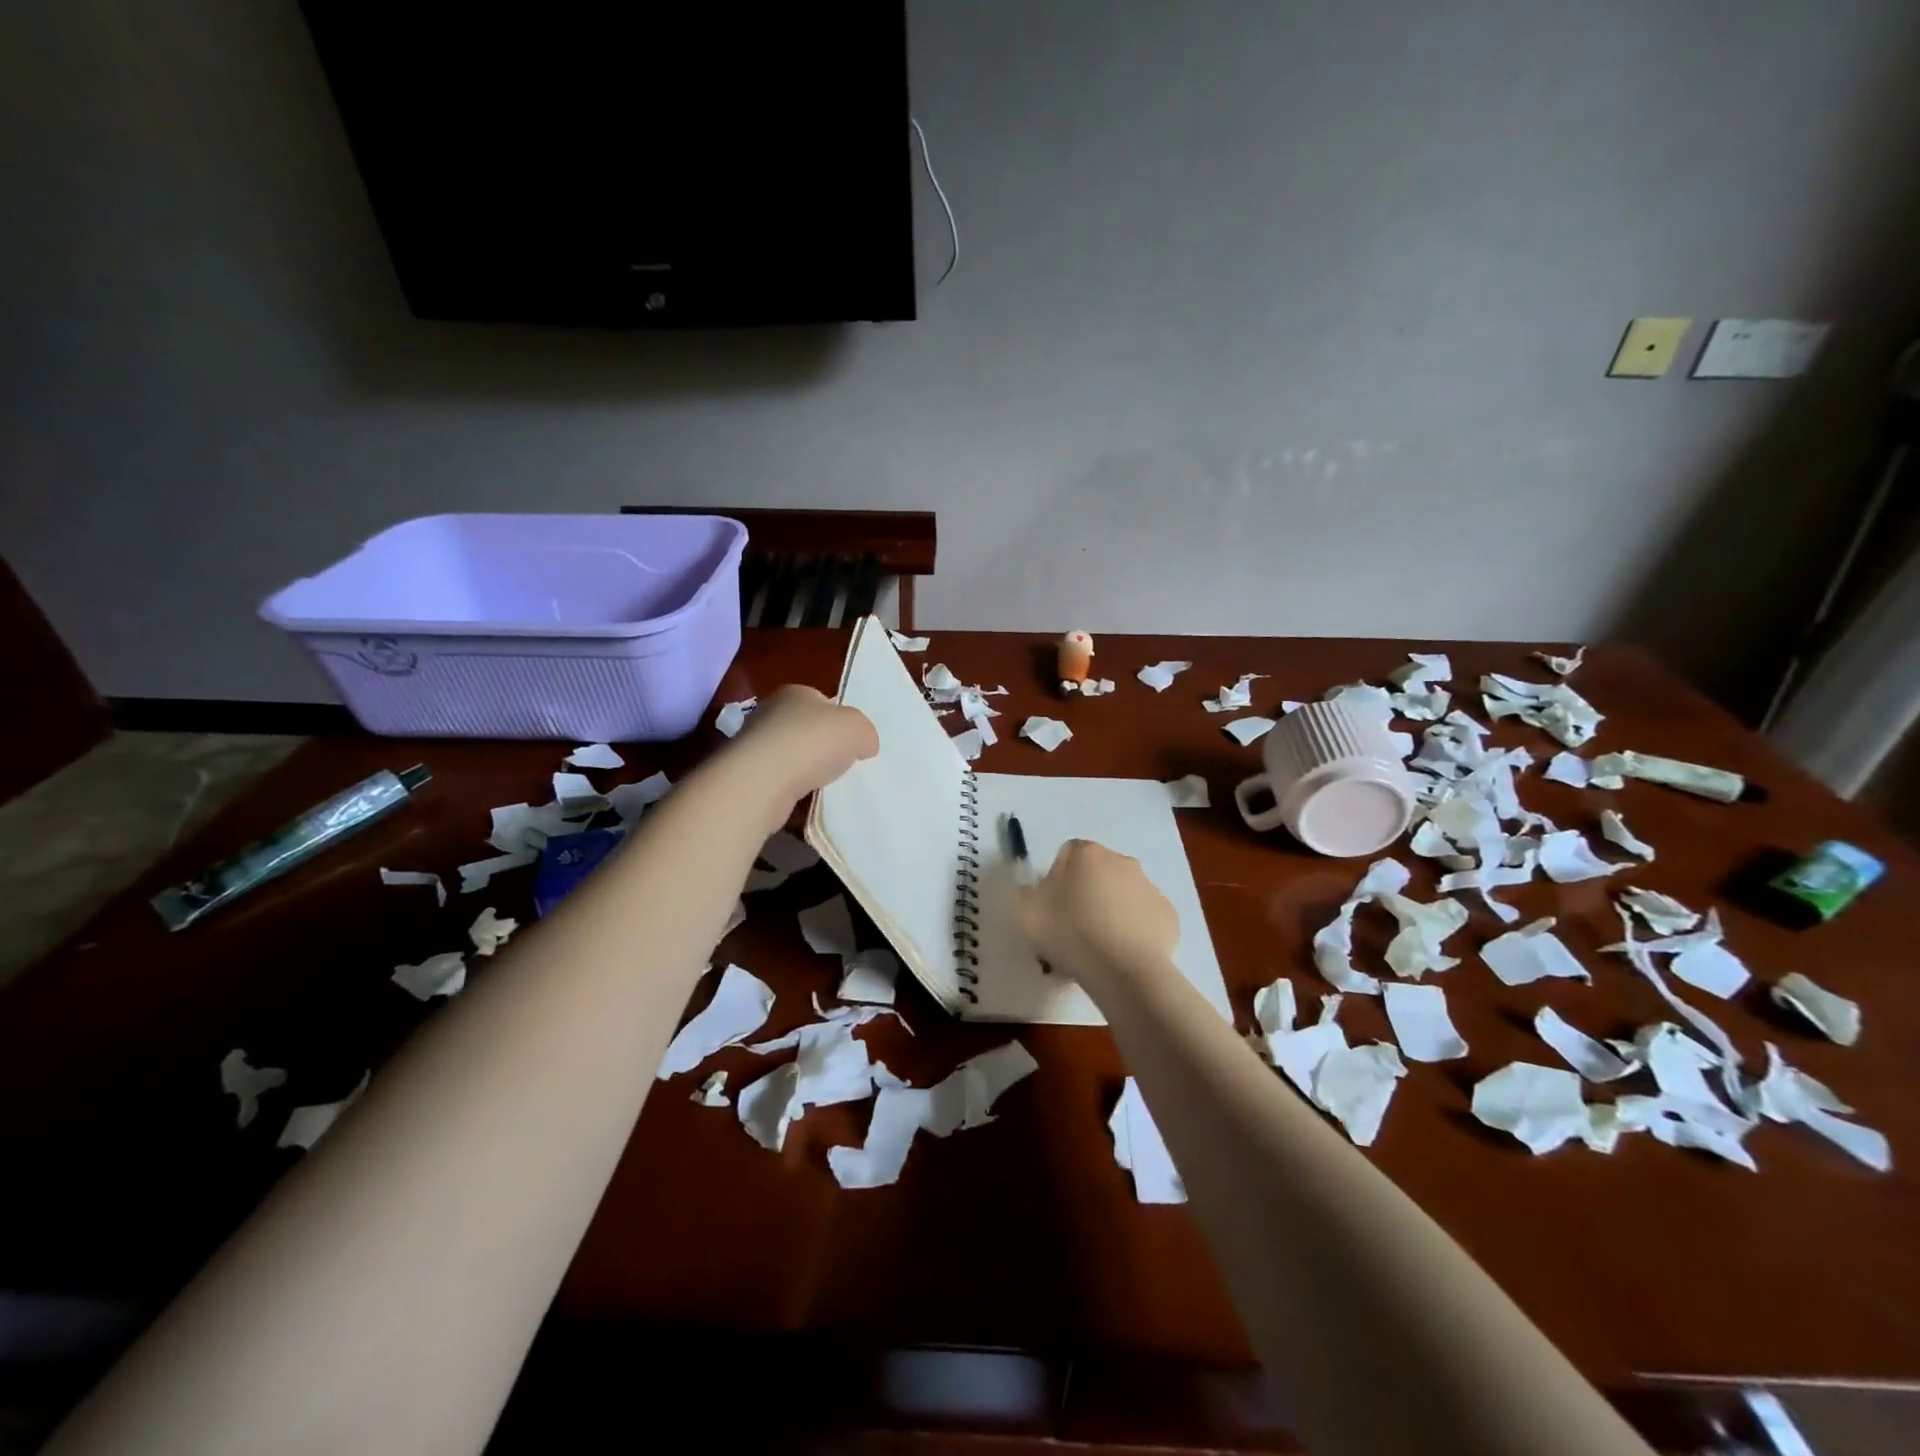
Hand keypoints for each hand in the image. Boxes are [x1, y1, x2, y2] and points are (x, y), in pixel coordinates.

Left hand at [728, 684, 878, 815]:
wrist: (762, 782)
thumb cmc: (812, 743)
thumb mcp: (858, 728)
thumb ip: (865, 732)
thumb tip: (864, 745)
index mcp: (795, 693)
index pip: (822, 701)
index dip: (840, 719)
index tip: (853, 741)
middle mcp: (770, 713)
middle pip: (805, 728)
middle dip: (823, 745)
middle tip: (843, 764)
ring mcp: (754, 745)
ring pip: (791, 756)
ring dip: (807, 770)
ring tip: (827, 786)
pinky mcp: (747, 776)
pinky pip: (779, 781)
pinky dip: (792, 790)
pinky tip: (805, 800)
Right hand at [1014, 839, 1178, 992]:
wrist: (1124, 972)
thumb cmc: (1071, 934)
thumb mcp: (1026, 913)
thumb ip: (1024, 893)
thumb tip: (1034, 891)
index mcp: (1088, 854)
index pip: (1068, 854)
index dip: (1057, 878)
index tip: (1052, 907)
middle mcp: (1122, 861)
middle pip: (1098, 872)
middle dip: (1086, 892)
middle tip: (1073, 927)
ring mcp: (1150, 887)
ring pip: (1123, 894)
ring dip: (1111, 910)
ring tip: (1099, 946)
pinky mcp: (1168, 915)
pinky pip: (1144, 917)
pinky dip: (1134, 929)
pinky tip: (1122, 953)